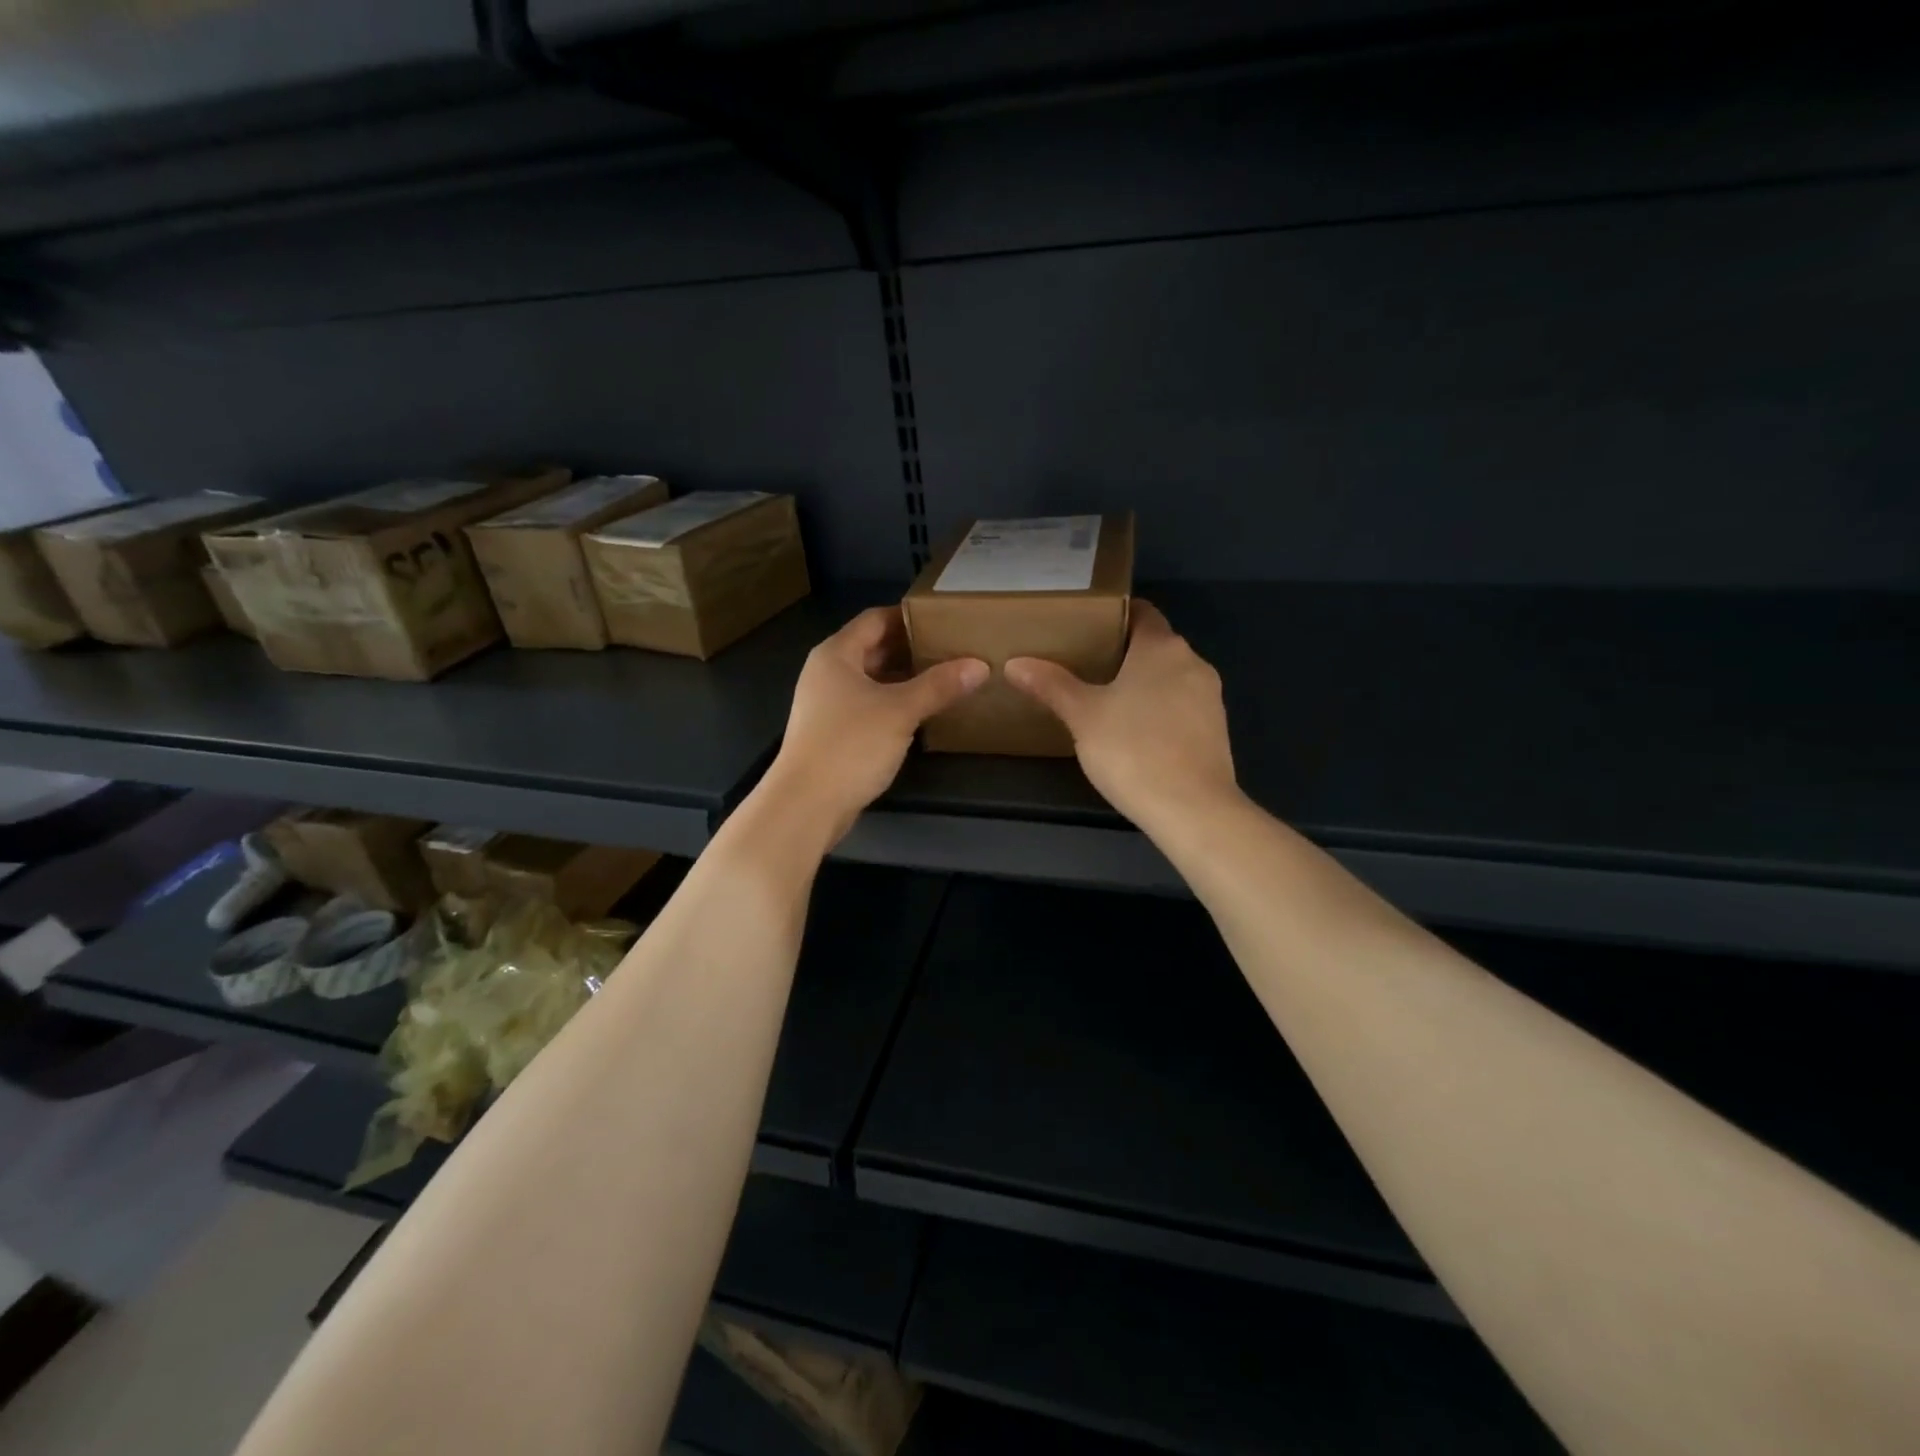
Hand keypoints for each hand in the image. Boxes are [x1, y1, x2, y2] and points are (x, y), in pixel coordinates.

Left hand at [765, 606, 986, 842]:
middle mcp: (827, 673)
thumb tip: (979, 665)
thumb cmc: (850, 746)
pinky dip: (895, 703)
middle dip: (912, 648)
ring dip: (905, 678)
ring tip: (946, 678)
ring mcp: (828, 705)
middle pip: (873, 648)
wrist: (806, 805)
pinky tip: (923, 712)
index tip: (945, 619)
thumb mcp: (900, 711)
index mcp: (836, 655)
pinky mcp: (834, 733)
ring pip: (873, 680)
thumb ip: (939, 685)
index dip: (909, 616)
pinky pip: (869, 706)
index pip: (875, 619)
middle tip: (953, 648)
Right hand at [1005, 601, 1238, 834]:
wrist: (1191, 809)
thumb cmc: (1132, 750)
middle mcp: (1193, 662)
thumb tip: (1015, 663)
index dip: (1114, 615)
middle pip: (1155, 645)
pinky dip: (1160, 710)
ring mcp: (1210, 697)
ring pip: (1171, 677)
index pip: (1141, 612)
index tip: (1086, 627)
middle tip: (1084, 665)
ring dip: (1143, 683)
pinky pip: (1182, 706)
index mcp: (1162, 647)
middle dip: (1123, 652)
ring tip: (1106, 700)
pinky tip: (1135, 733)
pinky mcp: (1216, 730)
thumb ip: (1051, 685)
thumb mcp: (1083, 716)